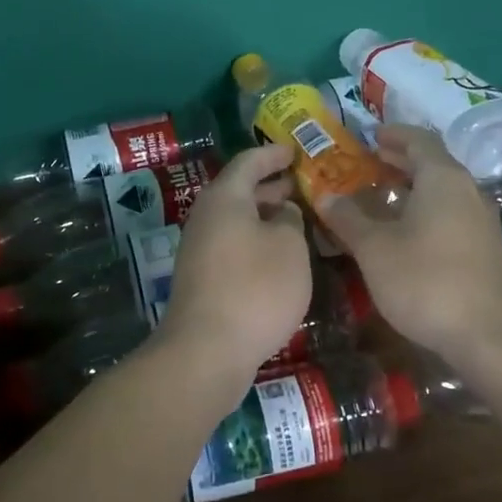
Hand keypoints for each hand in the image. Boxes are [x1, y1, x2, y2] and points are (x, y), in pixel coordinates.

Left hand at [159, 145, 312, 391]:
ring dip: (264, 216)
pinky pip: (232, 244)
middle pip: (239, 190)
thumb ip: (291, 220)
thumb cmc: (255, 288)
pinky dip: (256, 240)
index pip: (249, 162)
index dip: (273, 154)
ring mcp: (200, 249)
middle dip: (271, 186)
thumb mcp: (289, 247)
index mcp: (225, 198)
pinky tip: (279, 256)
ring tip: (297, 219)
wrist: (207, 350)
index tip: (294, 150)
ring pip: (236, 220)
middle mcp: (206, 217)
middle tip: (301, 185)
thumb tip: (282, 212)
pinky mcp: (202, 277)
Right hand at [320, 126, 501, 359]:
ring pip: (442, 192)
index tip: (370, 136)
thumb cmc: (426, 281)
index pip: (418, 140)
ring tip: (378, 197)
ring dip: (411, 189)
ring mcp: (481, 221)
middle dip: (399, 161)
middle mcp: (467, 191)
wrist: (490, 337)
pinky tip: (404, 233)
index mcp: (443, 178)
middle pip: (432, 164)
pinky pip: (450, 214)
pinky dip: (424, 211)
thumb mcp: (375, 248)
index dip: (393, 134)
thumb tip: (326, 195)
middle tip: (367, 163)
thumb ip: (349, 218)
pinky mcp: (485, 249)